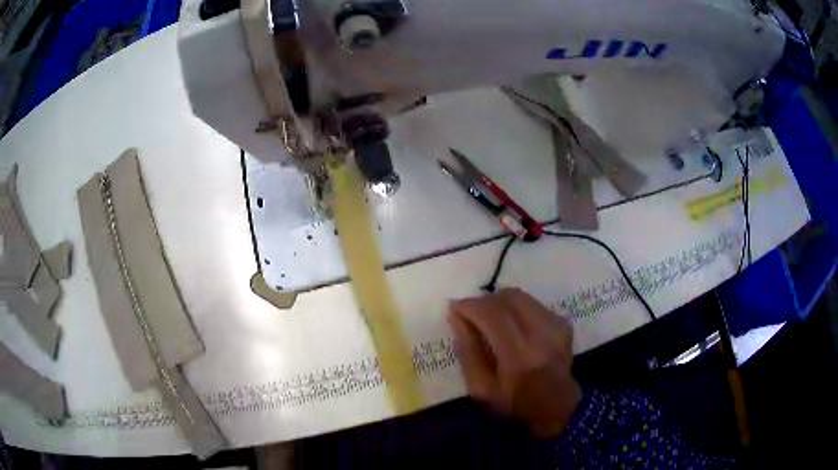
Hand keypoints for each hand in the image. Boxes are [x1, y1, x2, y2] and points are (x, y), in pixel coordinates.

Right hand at [448, 288, 581, 437]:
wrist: (556, 408)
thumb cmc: (514, 403)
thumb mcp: (481, 388)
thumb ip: (468, 351)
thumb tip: (456, 316)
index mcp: (518, 357)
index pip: (492, 315)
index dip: (470, 305)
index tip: (455, 307)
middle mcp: (541, 335)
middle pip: (508, 298)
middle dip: (484, 300)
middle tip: (470, 313)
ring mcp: (556, 326)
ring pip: (521, 296)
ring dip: (499, 302)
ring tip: (489, 317)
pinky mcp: (563, 322)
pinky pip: (532, 303)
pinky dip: (516, 308)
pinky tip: (511, 325)